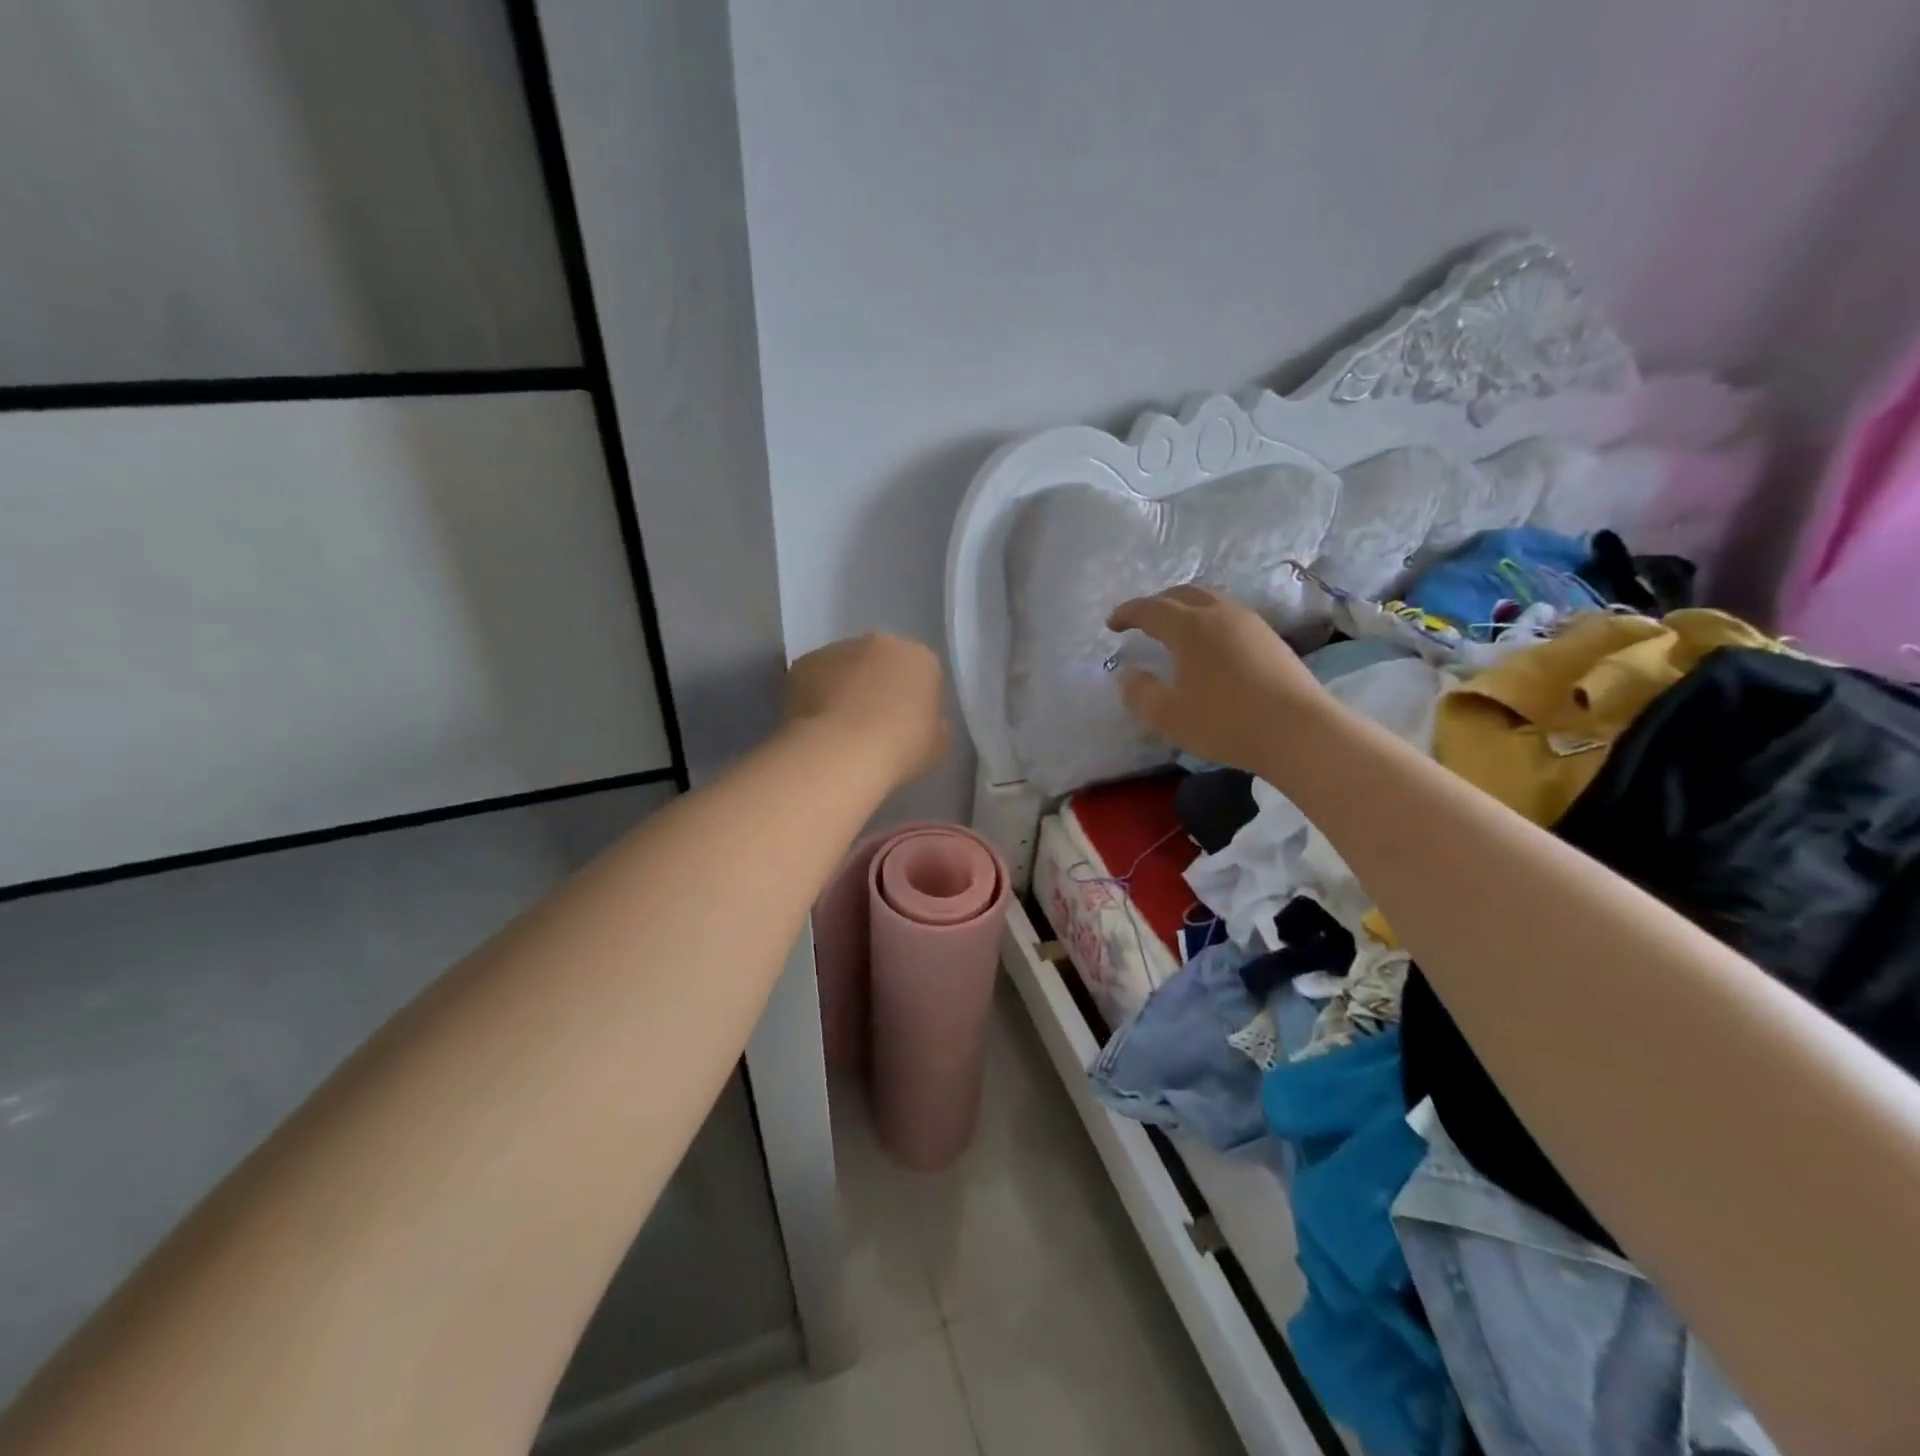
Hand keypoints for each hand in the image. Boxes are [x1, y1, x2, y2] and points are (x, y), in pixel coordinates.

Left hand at [784, 633, 950, 787]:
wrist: (842, 752)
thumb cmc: (899, 749)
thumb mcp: (936, 746)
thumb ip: (933, 726)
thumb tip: (920, 722)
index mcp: (921, 659)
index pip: (921, 673)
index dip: (913, 700)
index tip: (905, 726)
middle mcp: (881, 643)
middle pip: (882, 661)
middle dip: (877, 684)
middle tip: (871, 723)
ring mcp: (839, 648)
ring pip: (845, 666)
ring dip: (844, 686)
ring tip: (838, 726)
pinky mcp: (804, 662)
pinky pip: (814, 677)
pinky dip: (814, 694)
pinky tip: (815, 724)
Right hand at [1107, 586, 1326, 771]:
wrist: (1300, 731)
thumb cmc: (1225, 722)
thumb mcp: (1168, 716)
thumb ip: (1139, 693)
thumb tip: (1128, 674)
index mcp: (1190, 627)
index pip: (1151, 608)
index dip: (1128, 613)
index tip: (1112, 623)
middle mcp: (1220, 614)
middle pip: (1183, 594)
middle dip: (1158, 603)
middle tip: (1142, 620)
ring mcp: (1251, 624)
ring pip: (1211, 602)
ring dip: (1186, 609)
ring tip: (1175, 630)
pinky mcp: (1271, 640)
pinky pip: (1230, 617)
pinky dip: (1209, 622)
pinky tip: (1210, 646)